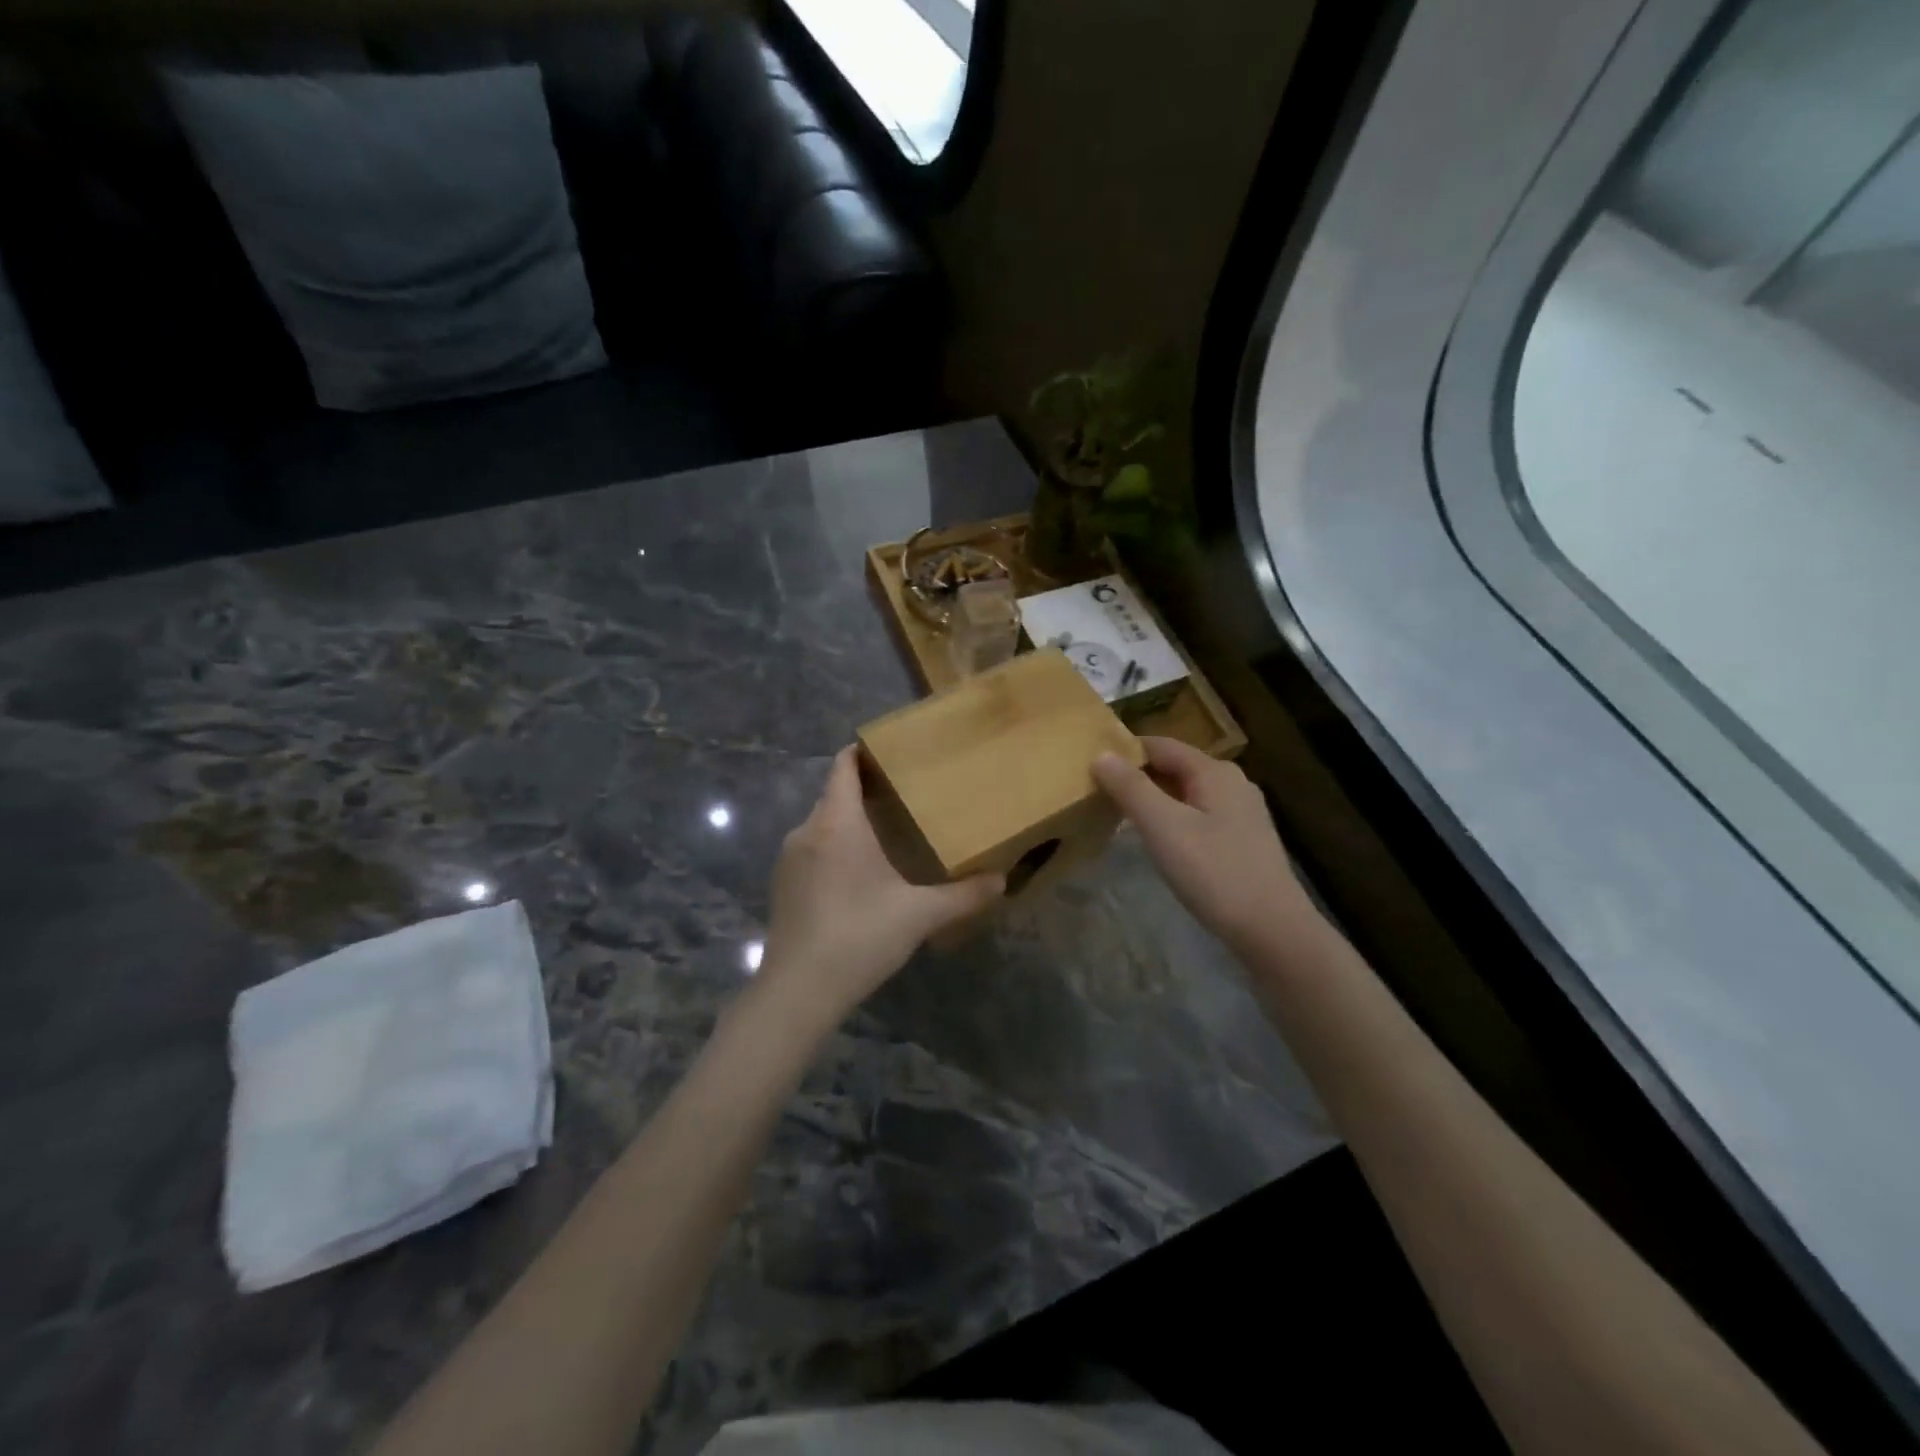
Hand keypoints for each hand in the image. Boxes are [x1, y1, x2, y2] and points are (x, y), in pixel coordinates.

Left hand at [758, 746, 1003, 1024]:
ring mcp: (789, 859)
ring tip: (887, 831)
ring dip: (849, 821)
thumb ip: (963, 895)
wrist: (797, 991)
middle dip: (865, 788)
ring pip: (822, 823)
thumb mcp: (920, 915)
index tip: (892, 750)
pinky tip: (859, 873)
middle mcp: (807, 831)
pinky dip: (834, 847)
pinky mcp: (782, 886)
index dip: (863, 751)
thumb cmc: (859, 936)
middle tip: (906, 793)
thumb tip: (1003, 881)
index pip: (844, 766)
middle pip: (834, 793)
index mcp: (837, 823)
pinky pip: (812, 849)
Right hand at [1093, 736, 1315, 952]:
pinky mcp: (1243, 838)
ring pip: (1186, 792)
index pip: (1159, 745)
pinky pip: (1198, 814)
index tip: (1089, 767)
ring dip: (1153, 798)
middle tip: (1097, 792)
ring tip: (1119, 815)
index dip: (1123, 752)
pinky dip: (1172, 817)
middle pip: (1174, 766)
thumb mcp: (1163, 827)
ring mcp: (1241, 811)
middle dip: (1137, 776)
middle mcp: (1232, 782)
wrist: (1273, 931)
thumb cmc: (1214, 873)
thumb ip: (1131, 788)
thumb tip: (1100, 754)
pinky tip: (1158, 839)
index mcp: (1214, 771)